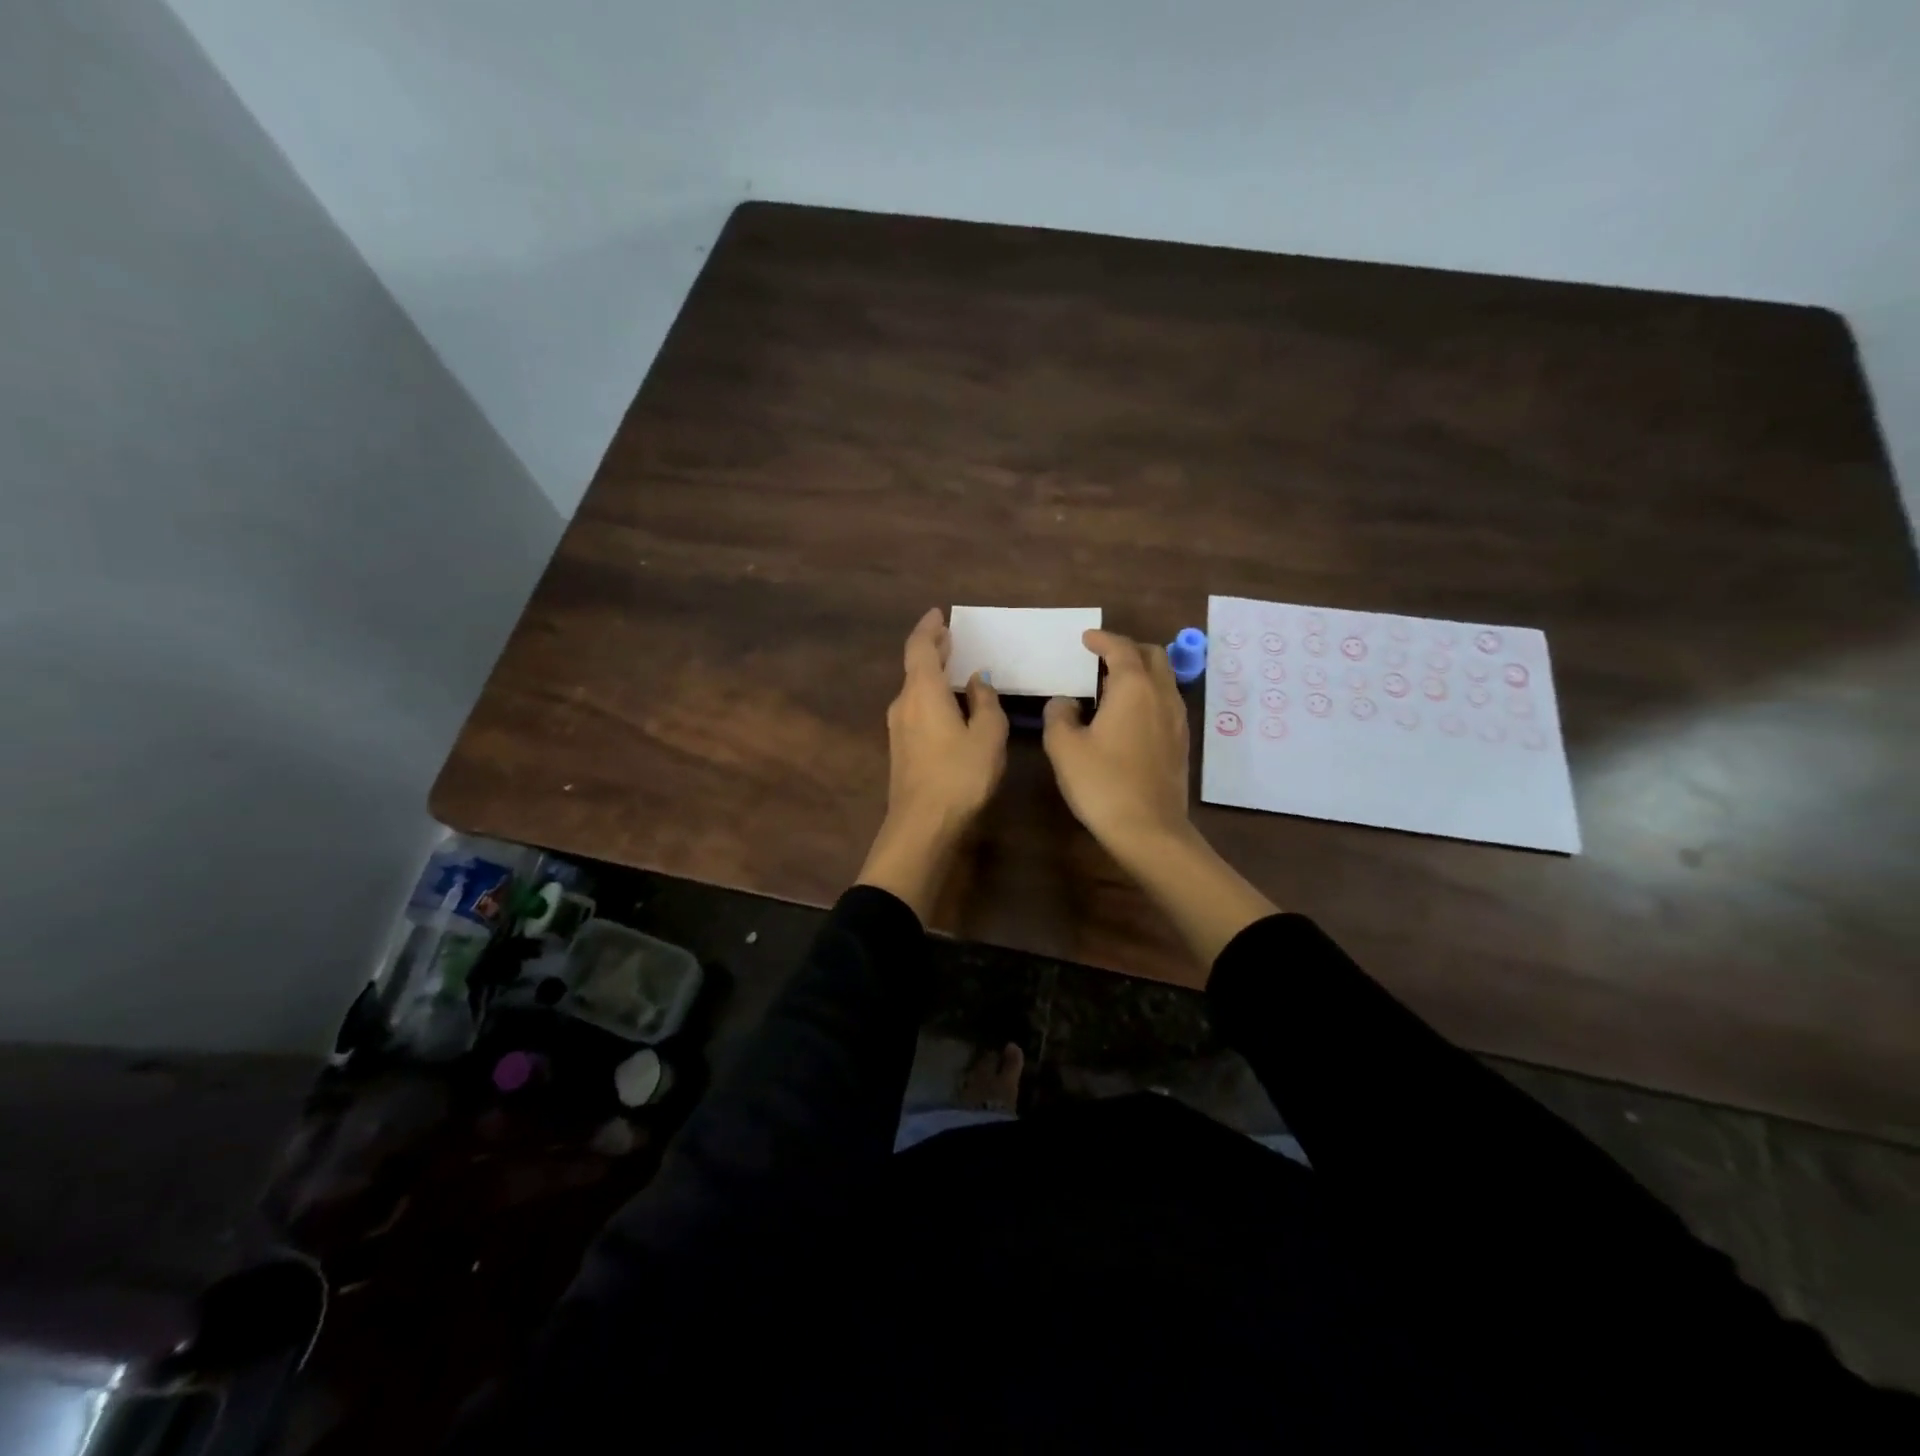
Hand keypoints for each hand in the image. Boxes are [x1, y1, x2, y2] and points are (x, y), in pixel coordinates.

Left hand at [857, 609, 1007, 918]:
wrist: (922, 825)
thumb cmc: (960, 775)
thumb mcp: (987, 736)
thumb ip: (986, 702)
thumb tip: (978, 681)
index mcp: (923, 692)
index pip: (919, 647)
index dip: (929, 628)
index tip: (939, 614)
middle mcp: (903, 703)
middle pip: (914, 666)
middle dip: (932, 649)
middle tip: (951, 637)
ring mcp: (897, 728)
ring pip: (914, 689)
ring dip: (931, 674)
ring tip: (954, 667)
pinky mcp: (900, 748)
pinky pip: (915, 708)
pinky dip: (930, 695)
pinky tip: (948, 704)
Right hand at [1043, 629, 1191, 858]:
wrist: (1148, 830)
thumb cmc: (1102, 783)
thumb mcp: (1064, 747)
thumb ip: (1059, 715)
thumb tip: (1065, 702)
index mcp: (1133, 688)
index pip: (1121, 648)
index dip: (1102, 639)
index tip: (1086, 638)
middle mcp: (1161, 696)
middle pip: (1152, 656)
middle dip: (1127, 649)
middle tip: (1102, 658)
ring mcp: (1177, 720)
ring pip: (1163, 680)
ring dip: (1140, 673)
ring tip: (1112, 686)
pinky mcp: (1180, 743)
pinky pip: (1166, 703)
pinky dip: (1148, 695)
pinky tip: (1128, 717)